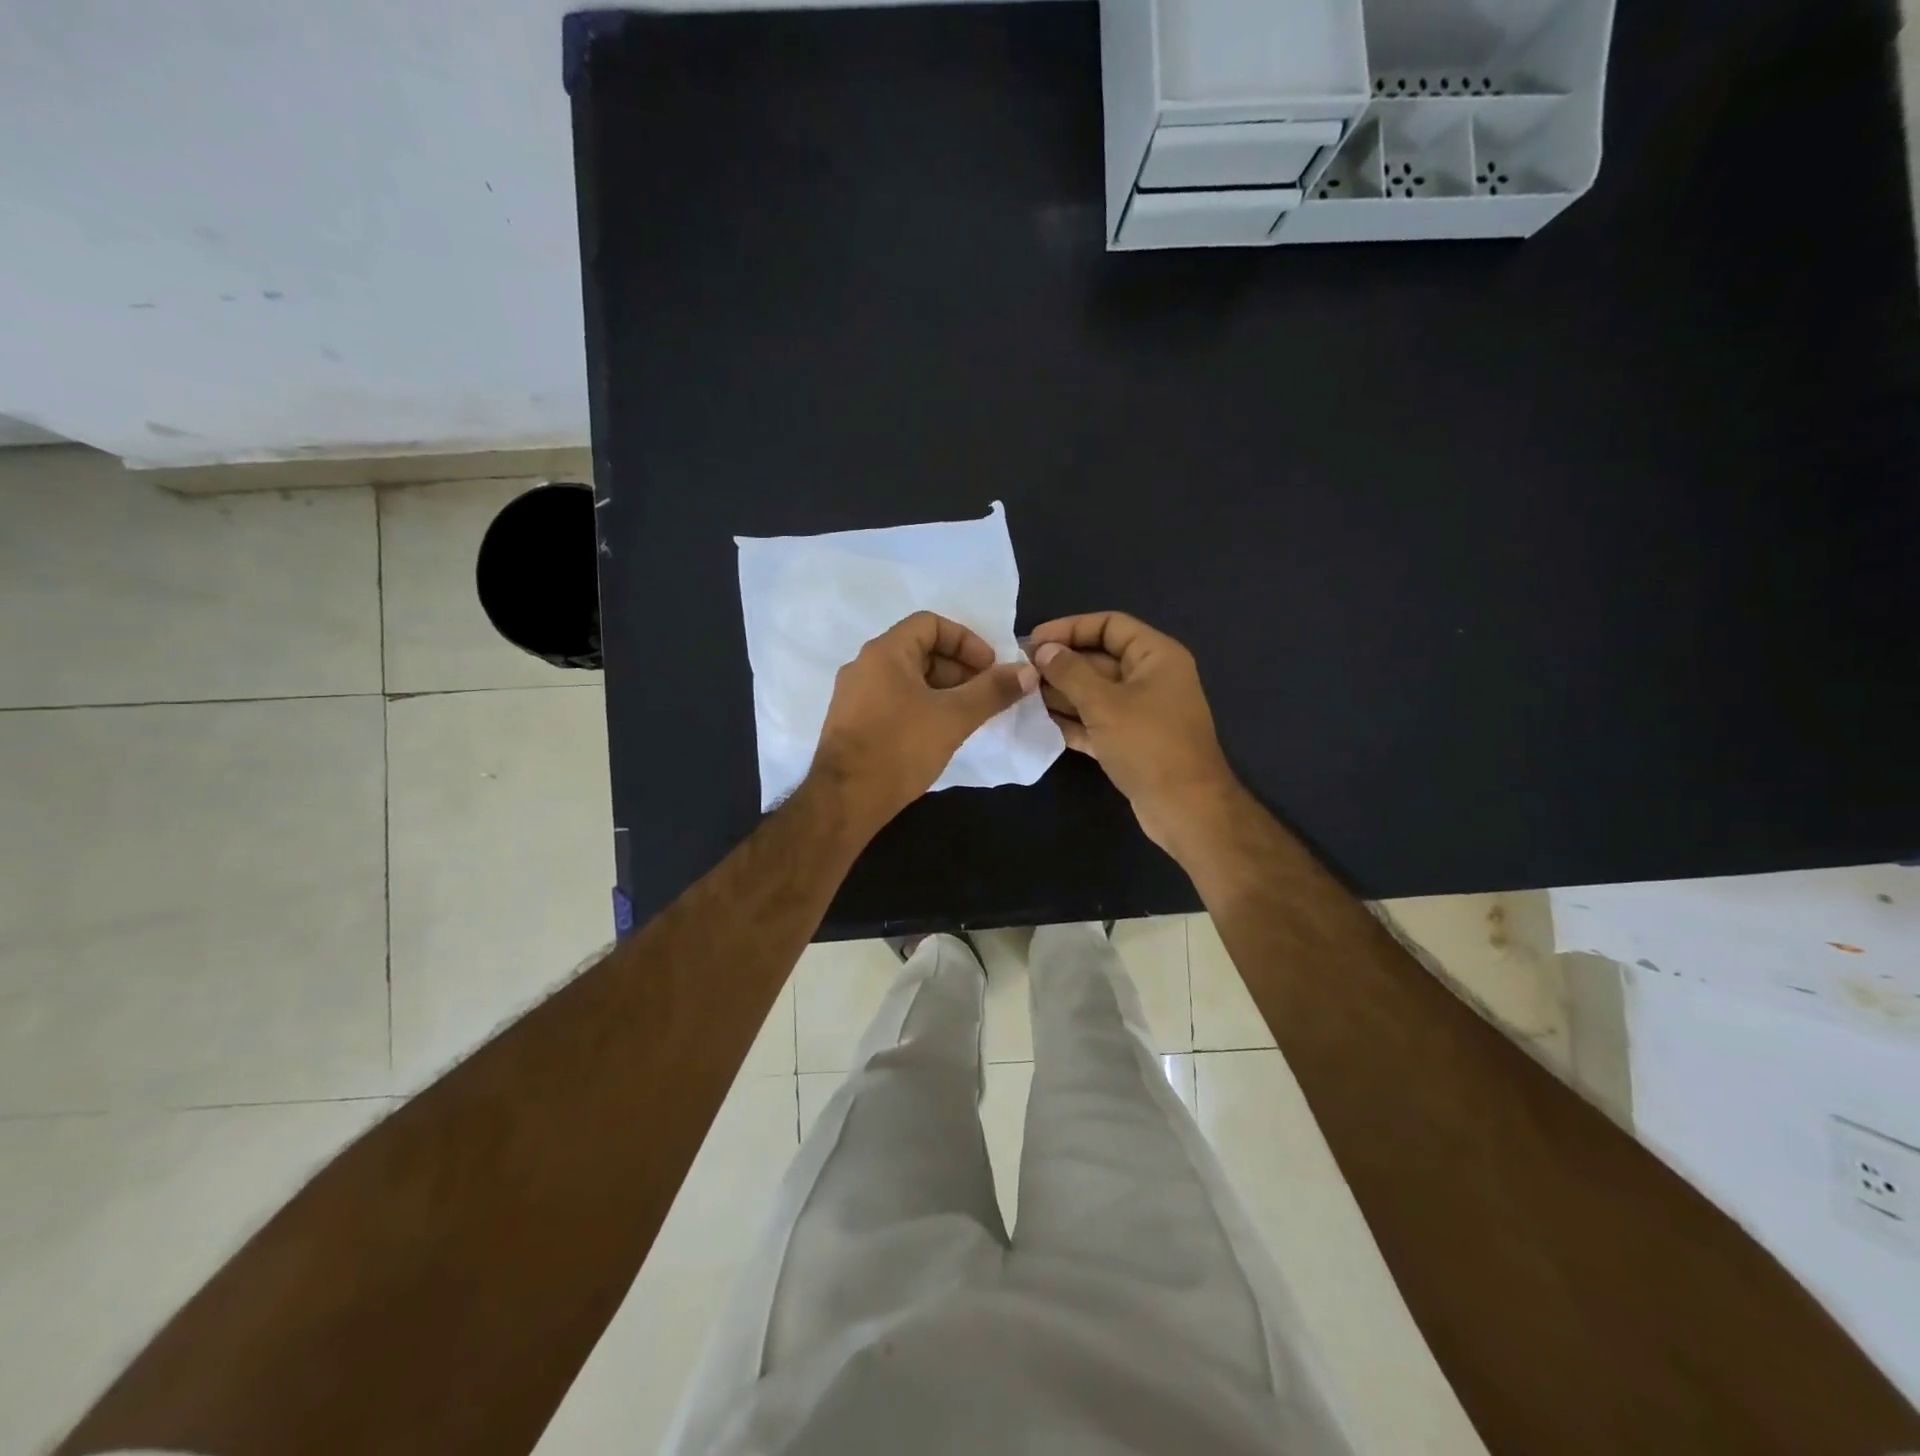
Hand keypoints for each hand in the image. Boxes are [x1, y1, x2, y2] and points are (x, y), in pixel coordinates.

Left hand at [810, 611, 1037, 832]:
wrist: (845, 799)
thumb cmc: (900, 748)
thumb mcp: (954, 717)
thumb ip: (992, 691)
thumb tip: (1028, 672)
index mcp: (885, 652)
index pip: (931, 623)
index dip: (967, 641)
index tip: (990, 668)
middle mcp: (864, 666)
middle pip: (919, 650)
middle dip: (958, 669)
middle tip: (984, 695)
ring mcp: (854, 695)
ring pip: (907, 679)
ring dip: (942, 690)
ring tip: (967, 717)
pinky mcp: (852, 723)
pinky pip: (893, 700)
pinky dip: (921, 706)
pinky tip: (938, 734)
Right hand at [1027, 611, 1240, 854]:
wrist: (1185, 809)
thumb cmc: (1148, 745)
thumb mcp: (1105, 704)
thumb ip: (1070, 673)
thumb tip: (1043, 649)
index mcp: (1156, 656)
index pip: (1110, 625)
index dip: (1070, 628)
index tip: (1033, 641)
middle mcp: (1150, 678)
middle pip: (1099, 659)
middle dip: (1060, 664)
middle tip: (1019, 671)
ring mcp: (1140, 712)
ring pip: (1094, 693)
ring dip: (1060, 693)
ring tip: (1021, 695)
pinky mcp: (1130, 742)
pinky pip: (1095, 721)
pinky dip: (1071, 720)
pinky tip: (1037, 722)